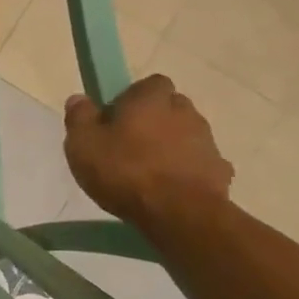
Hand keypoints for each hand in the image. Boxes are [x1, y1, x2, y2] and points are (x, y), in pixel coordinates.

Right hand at [63, 75, 232, 229]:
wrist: (179, 213)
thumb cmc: (125, 171)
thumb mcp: (83, 144)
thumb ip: (79, 117)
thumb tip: (79, 99)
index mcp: (151, 99)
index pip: (148, 84)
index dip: (132, 98)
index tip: (115, 119)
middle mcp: (185, 111)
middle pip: (169, 108)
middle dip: (153, 121)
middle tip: (128, 145)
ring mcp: (207, 141)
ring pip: (185, 135)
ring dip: (170, 146)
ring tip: (147, 172)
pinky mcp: (220, 170)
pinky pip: (199, 163)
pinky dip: (186, 171)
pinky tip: (169, 189)